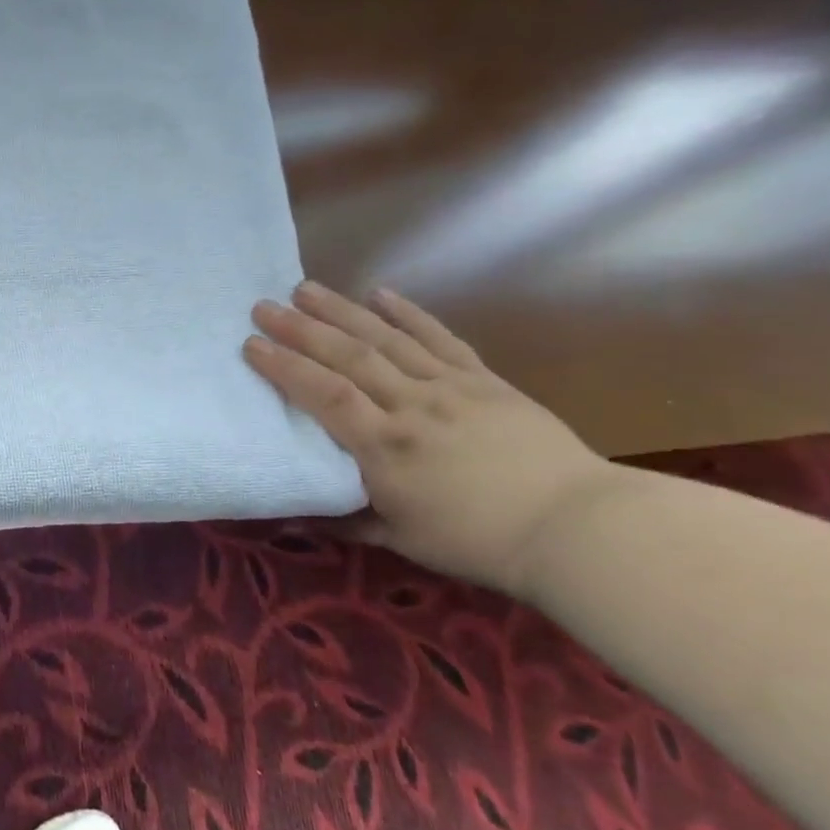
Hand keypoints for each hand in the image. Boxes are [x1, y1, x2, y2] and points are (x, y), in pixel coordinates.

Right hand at [243, 282, 621, 594]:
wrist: (578, 528)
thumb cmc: (479, 541)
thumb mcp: (401, 540)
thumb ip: (346, 518)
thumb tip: (293, 513)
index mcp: (386, 447)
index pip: (324, 395)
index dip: (285, 367)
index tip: (250, 345)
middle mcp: (412, 406)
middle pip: (349, 357)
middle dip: (301, 329)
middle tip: (264, 305)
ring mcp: (450, 388)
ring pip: (387, 339)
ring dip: (343, 311)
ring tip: (306, 288)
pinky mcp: (484, 381)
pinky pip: (440, 339)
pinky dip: (409, 314)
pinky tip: (381, 293)